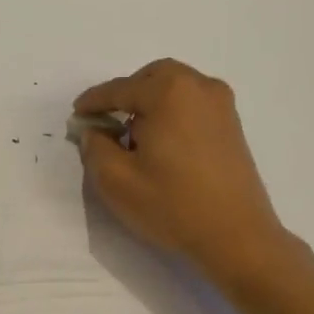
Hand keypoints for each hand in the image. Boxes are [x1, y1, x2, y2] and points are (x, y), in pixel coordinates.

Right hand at [74, 60, 288, 285]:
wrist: (237, 236)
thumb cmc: (173, 205)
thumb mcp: (116, 180)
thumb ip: (94, 147)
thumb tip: (94, 130)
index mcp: (168, 92)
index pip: (119, 89)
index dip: (93, 102)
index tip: (76, 114)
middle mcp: (199, 87)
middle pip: (152, 77)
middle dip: (126, 94)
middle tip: (107, 121)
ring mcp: (221, 105)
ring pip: (175, 88)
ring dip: (150, 102)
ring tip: (134, 136)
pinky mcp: (232, 125)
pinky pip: (192, 103)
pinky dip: (172, 112)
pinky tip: (162, 143)